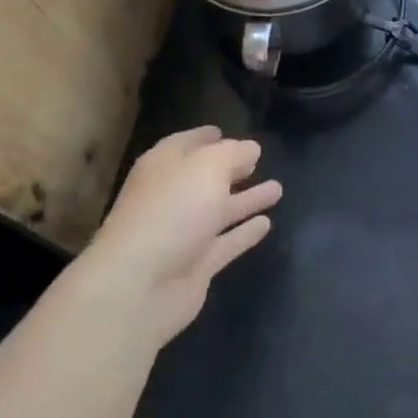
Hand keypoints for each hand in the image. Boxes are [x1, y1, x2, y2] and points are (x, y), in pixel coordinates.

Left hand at [76, 126, 281, 345]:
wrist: (139, 286)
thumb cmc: (172, 210)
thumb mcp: (207, 166)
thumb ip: (233, 154)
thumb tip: (251, 148)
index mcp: (163, 167)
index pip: (184, 144)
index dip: (203, 137)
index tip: (224, 131)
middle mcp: (171, 197)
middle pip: (203, 178)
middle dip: (229, 168)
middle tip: (257, 160)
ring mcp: (182, 233)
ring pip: (219, 211)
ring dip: (246, 200)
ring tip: (277, 189)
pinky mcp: (195, 266)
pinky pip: (225, 243)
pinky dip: (244, 234)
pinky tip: (267, 224)